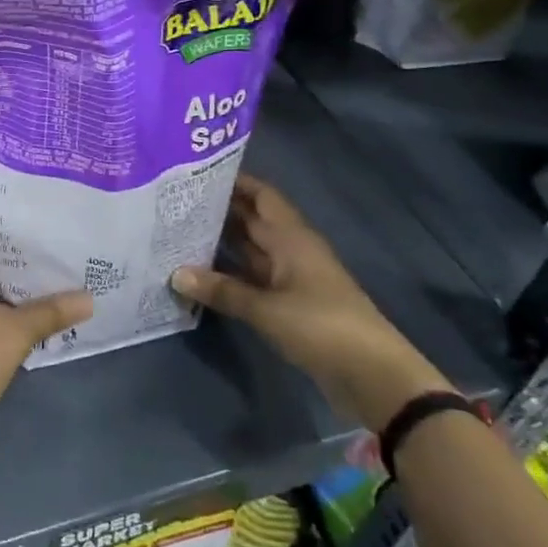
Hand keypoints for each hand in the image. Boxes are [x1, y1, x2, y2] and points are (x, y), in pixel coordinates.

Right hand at [170, 174, 447, 429]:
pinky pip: (253, 277)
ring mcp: (291, 277)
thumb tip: (175, 274)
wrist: (372, 375)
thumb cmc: (321, 326)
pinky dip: (229, 273)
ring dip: (221, 241)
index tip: (196, 171)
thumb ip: (222, 290)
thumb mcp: (267, 309)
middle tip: (175, 202)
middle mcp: (291, 249)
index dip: (234, 181)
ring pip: (251, 249)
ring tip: (179, 231)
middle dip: (219, 210)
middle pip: (252, 220)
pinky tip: (200, 273)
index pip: (260, 195)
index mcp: (292, 237)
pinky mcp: (289, 303)